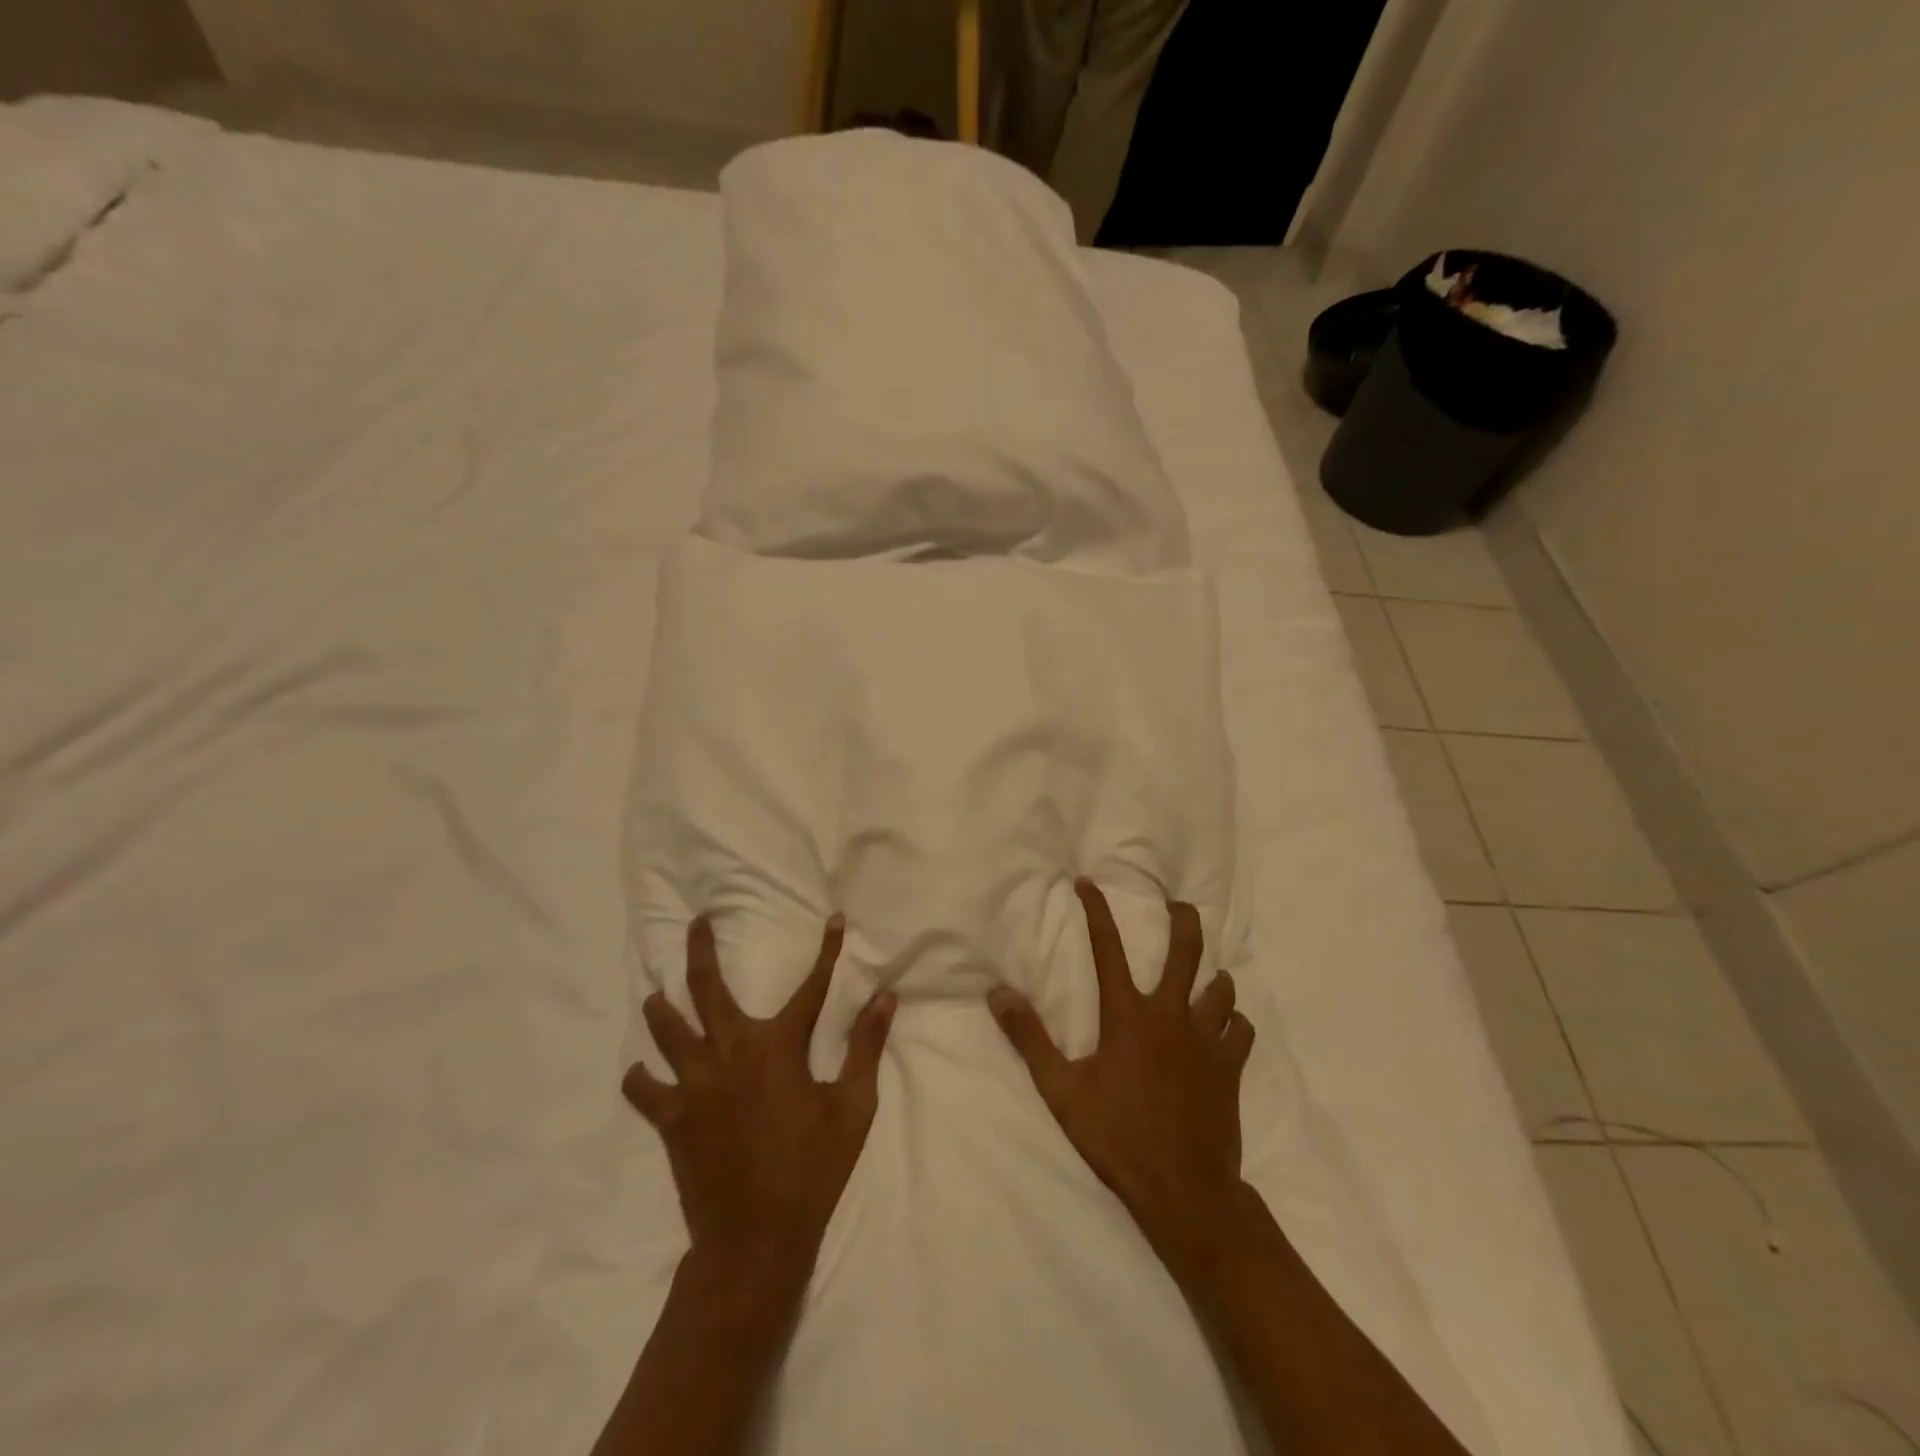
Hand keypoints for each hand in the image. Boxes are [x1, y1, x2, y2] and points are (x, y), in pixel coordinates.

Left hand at [623, 915, 896, 1291]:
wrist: (756, 1239)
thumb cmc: (812, 1169)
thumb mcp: (852, 1107)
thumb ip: (866, 1047)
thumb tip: (886, 998)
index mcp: (778, 1046)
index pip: (811, 986)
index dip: (827, 951)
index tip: (833, 920)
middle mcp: (730, 1051)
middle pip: (707, 989)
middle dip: (701, 950)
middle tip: (697, 923)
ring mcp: (694, 1084)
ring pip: (666, 1030)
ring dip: (662, 1008)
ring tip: (656, 994)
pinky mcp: (672, 1118)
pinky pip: (644, 1089)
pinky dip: (641, 1076)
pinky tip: (642, 1070)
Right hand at [989, 881, 1254, 1286]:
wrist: (1183, 1189)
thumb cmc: (1117, 1136)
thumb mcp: (1061, 1090)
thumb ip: (1029, 1038)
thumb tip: (998, 993)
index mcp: (1128, 1015)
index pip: (1108, 948)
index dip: (1098, 911)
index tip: (1089, 883)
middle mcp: (1171, 1015)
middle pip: (1186, 951)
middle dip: (1183, 920)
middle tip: (1178, 905)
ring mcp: (1206, 1040)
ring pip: (1221, 988)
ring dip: (1212, 976)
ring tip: (1206, 975)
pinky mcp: (1230, 1068)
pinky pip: (1239, 1030)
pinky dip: (1232, 1022)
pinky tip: (1224, 1028)